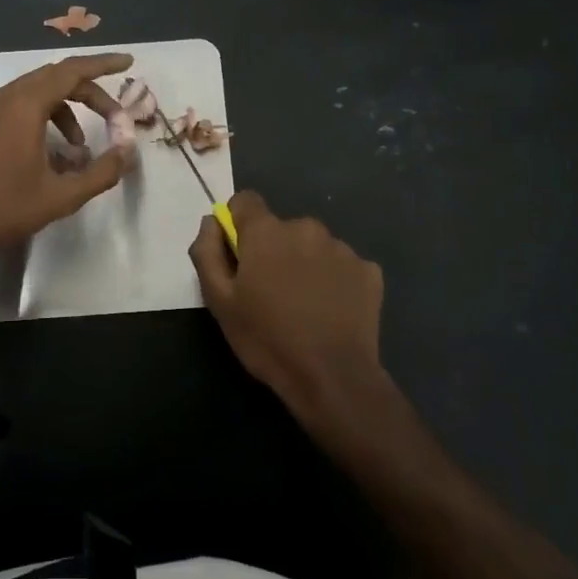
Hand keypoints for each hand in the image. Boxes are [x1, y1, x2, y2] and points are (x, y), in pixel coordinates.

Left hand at [0, 53, 134, 267]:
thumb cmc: (6, 209)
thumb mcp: (63, 196)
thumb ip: (102, 171)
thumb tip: (128, 151)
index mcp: (24, 106)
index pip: (72, 71)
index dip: (102, 64)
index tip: (127, 63)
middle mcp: (2, 98)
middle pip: (54, 79)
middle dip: (87, 94)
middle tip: (112, 117)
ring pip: (33, 95)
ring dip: (63, 112)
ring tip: (77, 149)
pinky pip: (13, 109)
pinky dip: (39, 120)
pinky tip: (45, 155)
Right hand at [190, 191, 394, 441]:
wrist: (332, 377)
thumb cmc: (266, 339)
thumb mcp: (219, 301)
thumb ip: (207, 253)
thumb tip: (211, 222)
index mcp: (267, 232)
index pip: (245, 201)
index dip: (237, 224)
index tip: (239, 255)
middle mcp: (306, 227)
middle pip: (281, 227)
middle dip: (273, 250)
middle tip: (270, 293)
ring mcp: (342, 248)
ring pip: (313, 246)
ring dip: (304, 264)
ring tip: (303, 306)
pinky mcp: (369, 271)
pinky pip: (342, 266)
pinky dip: (334, 281)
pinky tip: (331, 312)